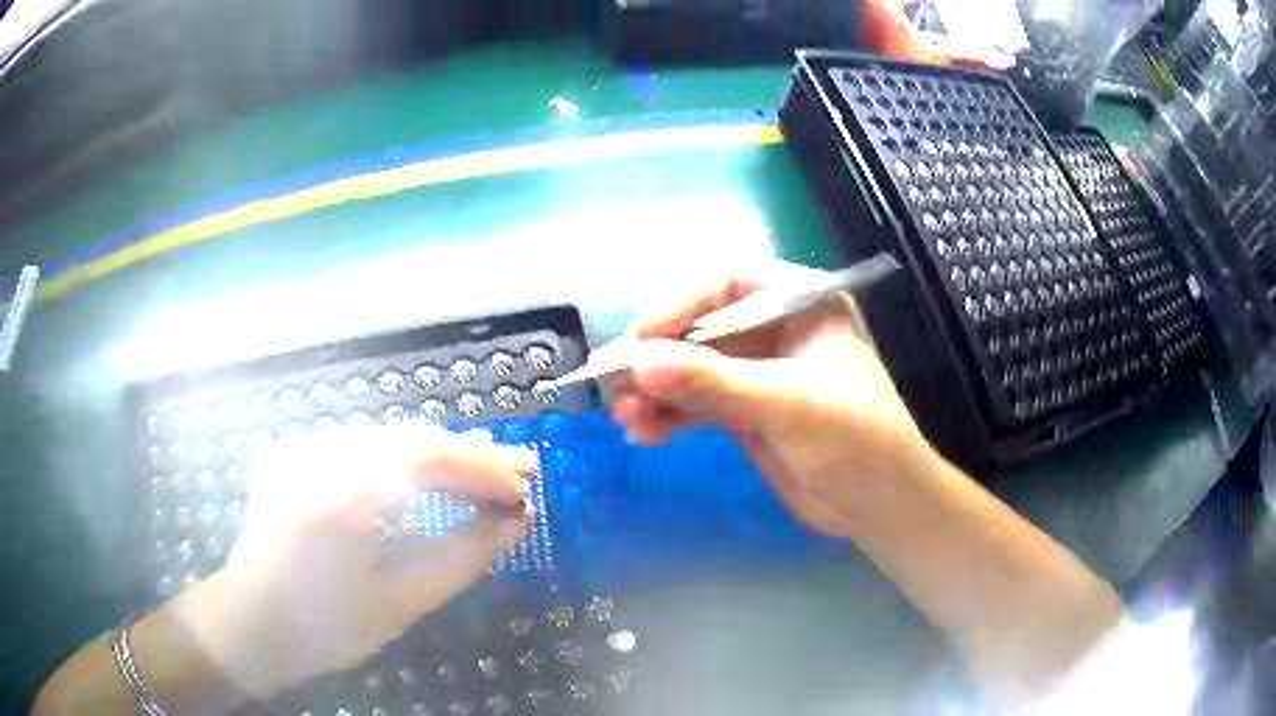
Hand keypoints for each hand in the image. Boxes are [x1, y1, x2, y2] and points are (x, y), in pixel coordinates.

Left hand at [177, 425, 537, 698]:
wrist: (253, 623)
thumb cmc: (327, 626)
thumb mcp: (403, 599)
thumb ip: (464, 556)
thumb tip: (515, 521)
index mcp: (343, 491)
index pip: (429, 455)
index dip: (485, 467)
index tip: (528, 486)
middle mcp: (320, 453)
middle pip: (410, 438)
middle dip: (469, 456)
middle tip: (520, 472)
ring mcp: (303, 449)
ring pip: (387, 439)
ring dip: (438, 457)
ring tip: (484, 475)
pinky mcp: (295, 456)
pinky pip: (360, 449)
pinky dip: (401, 462)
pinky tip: (427, 479)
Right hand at [603, 262, 936, 538]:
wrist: (882, 506)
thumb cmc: (857, 441)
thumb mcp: (790, 405)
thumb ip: (715, 383)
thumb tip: (637, 362)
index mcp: (799, 304)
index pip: (725, 284)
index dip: (677, 305)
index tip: (637, 339)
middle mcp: (773, 332)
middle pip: (700, 327)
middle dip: (657, 354)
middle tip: (614, 381)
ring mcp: (756, 374)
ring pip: (692, 369)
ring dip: (655, 390)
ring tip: (626, 416)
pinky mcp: (745, 413)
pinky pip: (695, 404)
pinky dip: (668, 415)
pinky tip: (644, 432)